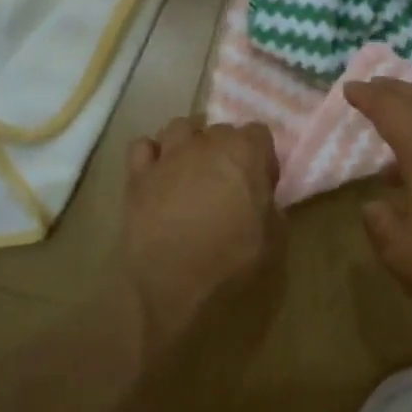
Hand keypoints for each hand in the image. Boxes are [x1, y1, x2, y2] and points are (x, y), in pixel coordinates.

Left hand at [120, 116, 283, 356]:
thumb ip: (272, 208)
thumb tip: (264, 200)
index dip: (262, 158)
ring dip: (190, 142)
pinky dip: (153, 154)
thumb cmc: (230, 260)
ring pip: (180, 127)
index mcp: (244, 153)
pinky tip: (160, 173)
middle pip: (220, 129)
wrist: (172, 283)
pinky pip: (143, 146)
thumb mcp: (273, 239)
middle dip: (227, 150)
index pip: (260, 133)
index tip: (261, 184)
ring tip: (193, 169)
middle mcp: (205, 143)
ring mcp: (167, 155)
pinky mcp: (138, 174)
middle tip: (228, 182)